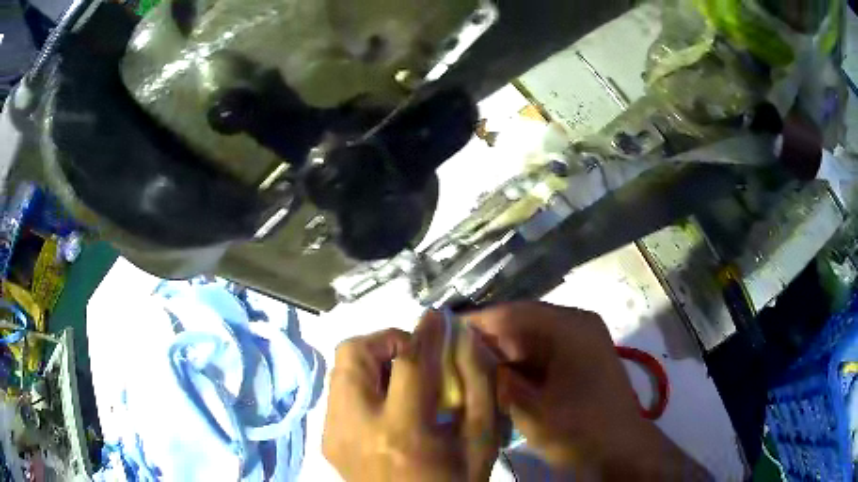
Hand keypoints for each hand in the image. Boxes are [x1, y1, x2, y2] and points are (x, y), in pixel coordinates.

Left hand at [323, 312, 499, 481]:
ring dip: (372, 362)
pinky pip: (338, 393)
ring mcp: (334, 434)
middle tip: (414, 356)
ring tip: (400, 381)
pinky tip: (385, 407)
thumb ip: (478, 387)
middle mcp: (356, 428)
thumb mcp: (480, 442)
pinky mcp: (326, 440)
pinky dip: (362, 385)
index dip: (425, 332)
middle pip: (353, 354)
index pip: (410, 363)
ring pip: (340, 369)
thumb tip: (464, 342)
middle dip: (386, 341)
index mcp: (403, 432)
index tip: (435, 317)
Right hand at [468, 301, 710, 480]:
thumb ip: (496, 378)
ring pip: (528, 339)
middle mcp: (576, 324)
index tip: (440, 335)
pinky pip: (540, 352)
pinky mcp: (578, 357)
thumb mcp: (531, 409)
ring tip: (466, 368)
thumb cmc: (580, 430)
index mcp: (569, 328)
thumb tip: (466, 355)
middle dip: (485, 341)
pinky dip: (517, 365)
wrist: (620, 450)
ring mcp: (579, 340)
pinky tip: (496, 378)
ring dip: (500, 354)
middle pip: (519, 323)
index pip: (511, 313)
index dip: (474, 323)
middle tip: (448, 357)